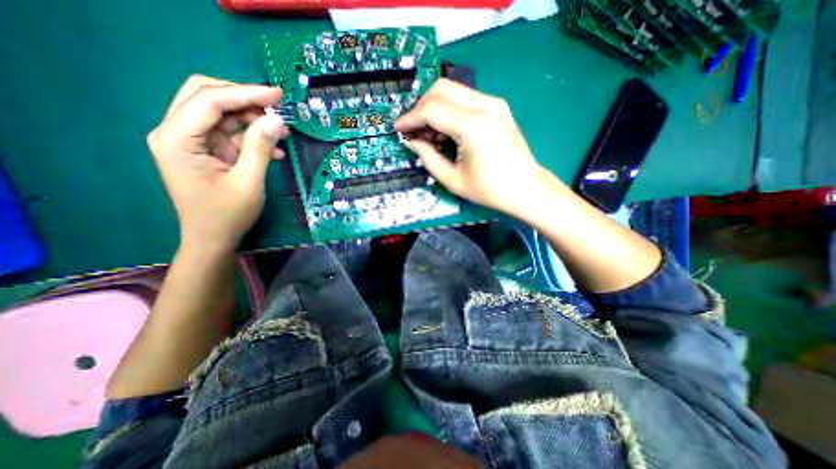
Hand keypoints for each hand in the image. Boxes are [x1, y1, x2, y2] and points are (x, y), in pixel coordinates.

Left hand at [145, 74, 286, 254]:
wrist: (213, 239)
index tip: (277, 94)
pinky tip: (274, 150)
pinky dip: (253, 138)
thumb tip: (276, 119)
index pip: (209, 100)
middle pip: (207, 97)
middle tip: (276, 106)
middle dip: (244, 99)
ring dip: (253, 120)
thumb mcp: (248, 182)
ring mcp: (193, 142)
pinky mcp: (208, 151)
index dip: (245, 93)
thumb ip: (259, 148)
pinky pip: (231, 134)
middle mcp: (177, 133)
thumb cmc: (227, 215)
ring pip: (222, 115)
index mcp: (177, 139)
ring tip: (281, 132)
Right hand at [395, 78, 553, 216]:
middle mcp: (484, 106)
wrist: (526, 188)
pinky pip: (465, 99)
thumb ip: (428, 157)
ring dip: (435, 107)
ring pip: (453, 90)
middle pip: (441, 89)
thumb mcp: (452, 180)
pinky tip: (447, 131)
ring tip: (430, 135)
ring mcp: (494, 103)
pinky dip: (449, 110)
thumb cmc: (490, 190)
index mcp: (473, 127)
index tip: (398, 129)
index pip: (431, 109)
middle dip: (420, 107)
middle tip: (414, 130)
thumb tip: (412, 141)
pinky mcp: (498, 107)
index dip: (410, 118)